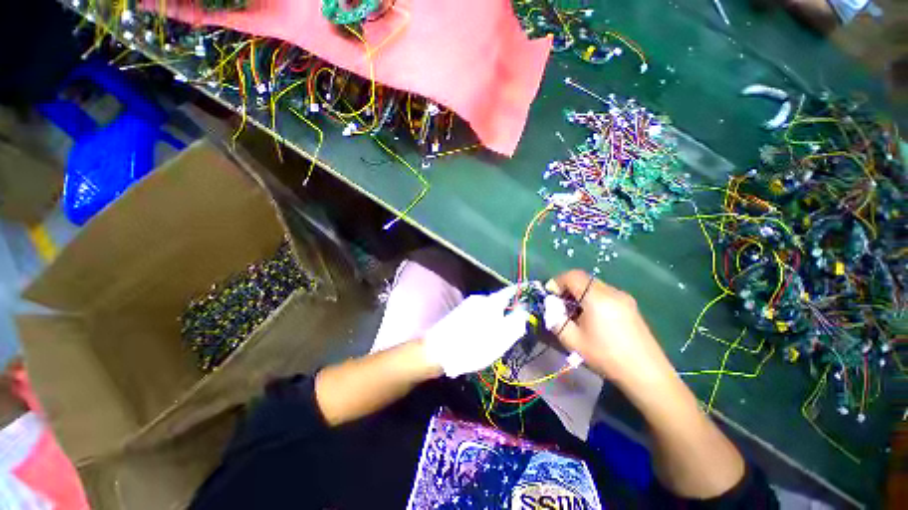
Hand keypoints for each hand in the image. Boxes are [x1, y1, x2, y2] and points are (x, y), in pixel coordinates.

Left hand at [423, 286, 529, 377]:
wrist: (438, 351)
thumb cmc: (472, 346)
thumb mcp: (500, 339)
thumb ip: (515, 322)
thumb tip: (525, 309)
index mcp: (491, 302)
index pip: (511, 291)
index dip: (523, 292)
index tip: (533, 293)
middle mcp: (480, 298)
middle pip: (501, 299)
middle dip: (511, 308)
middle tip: (518, 321)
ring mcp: (468, 304)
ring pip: (490, 306)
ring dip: (498, 314)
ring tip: (502, 329)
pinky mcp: (461, 312)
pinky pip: (480, 311)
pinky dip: (488, 318)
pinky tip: (486, 331)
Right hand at [545, 270, 675, 387]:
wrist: (647, 374)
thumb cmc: (606, 356)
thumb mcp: (572, 341)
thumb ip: (555, 319)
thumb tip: (551, 306)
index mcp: (596, 297)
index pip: (572, 275)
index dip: (557, 281)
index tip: (551, 296)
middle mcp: (611, 291)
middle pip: (584, 279)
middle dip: (568, 288)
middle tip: (561, 306)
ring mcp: (624, 297)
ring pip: (594, 286)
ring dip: (580, 293)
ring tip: (577, 314)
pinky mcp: (631, 306)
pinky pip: (605, 293)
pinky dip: (593, 298)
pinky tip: (594, 319)